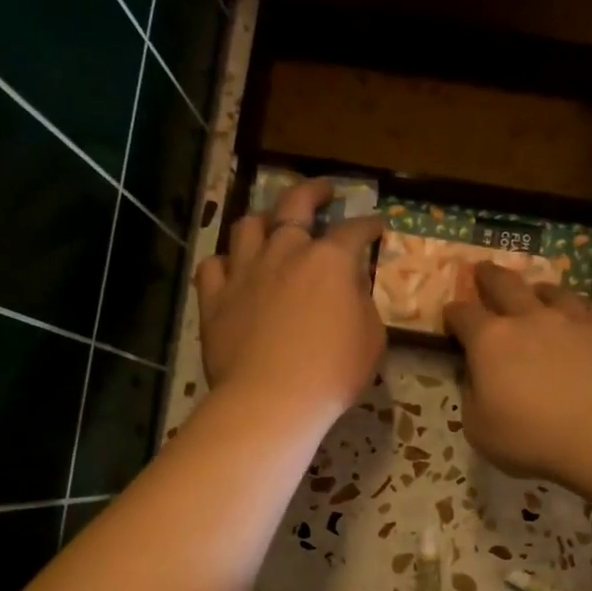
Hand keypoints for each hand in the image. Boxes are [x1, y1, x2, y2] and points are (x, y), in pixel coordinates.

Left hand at [194, 179, 386, 424]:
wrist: (271, 400)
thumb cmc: (332, 372)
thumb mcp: (371, 338)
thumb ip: (363, 303)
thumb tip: (352, 286)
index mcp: (329, 261)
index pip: (354, 230)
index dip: (369, 224)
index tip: (378, 224)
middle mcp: (285, 253)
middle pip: (295, 205)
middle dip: (313, 191)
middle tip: (324, 190)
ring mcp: (245, 272)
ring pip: (248, 226)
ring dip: (264, 220)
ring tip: (271, 224)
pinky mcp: (215, 298)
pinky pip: (214, 265)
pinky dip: (225, 262)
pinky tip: (232, 268)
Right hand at [445, 264, 591, 482]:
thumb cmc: (533, 437)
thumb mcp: (480, 430)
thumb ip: (472, 398)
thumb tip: (475, 379)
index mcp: (489, 341)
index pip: (463, 315)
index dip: (453, 314)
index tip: (450, 316)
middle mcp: (528, 318)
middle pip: (504, 284)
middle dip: (489, 276)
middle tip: (483, 270)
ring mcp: (571, 319)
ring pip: (552, 290)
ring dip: (539, 290)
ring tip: (537, 292)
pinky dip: (584, 310)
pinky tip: (584, 317)